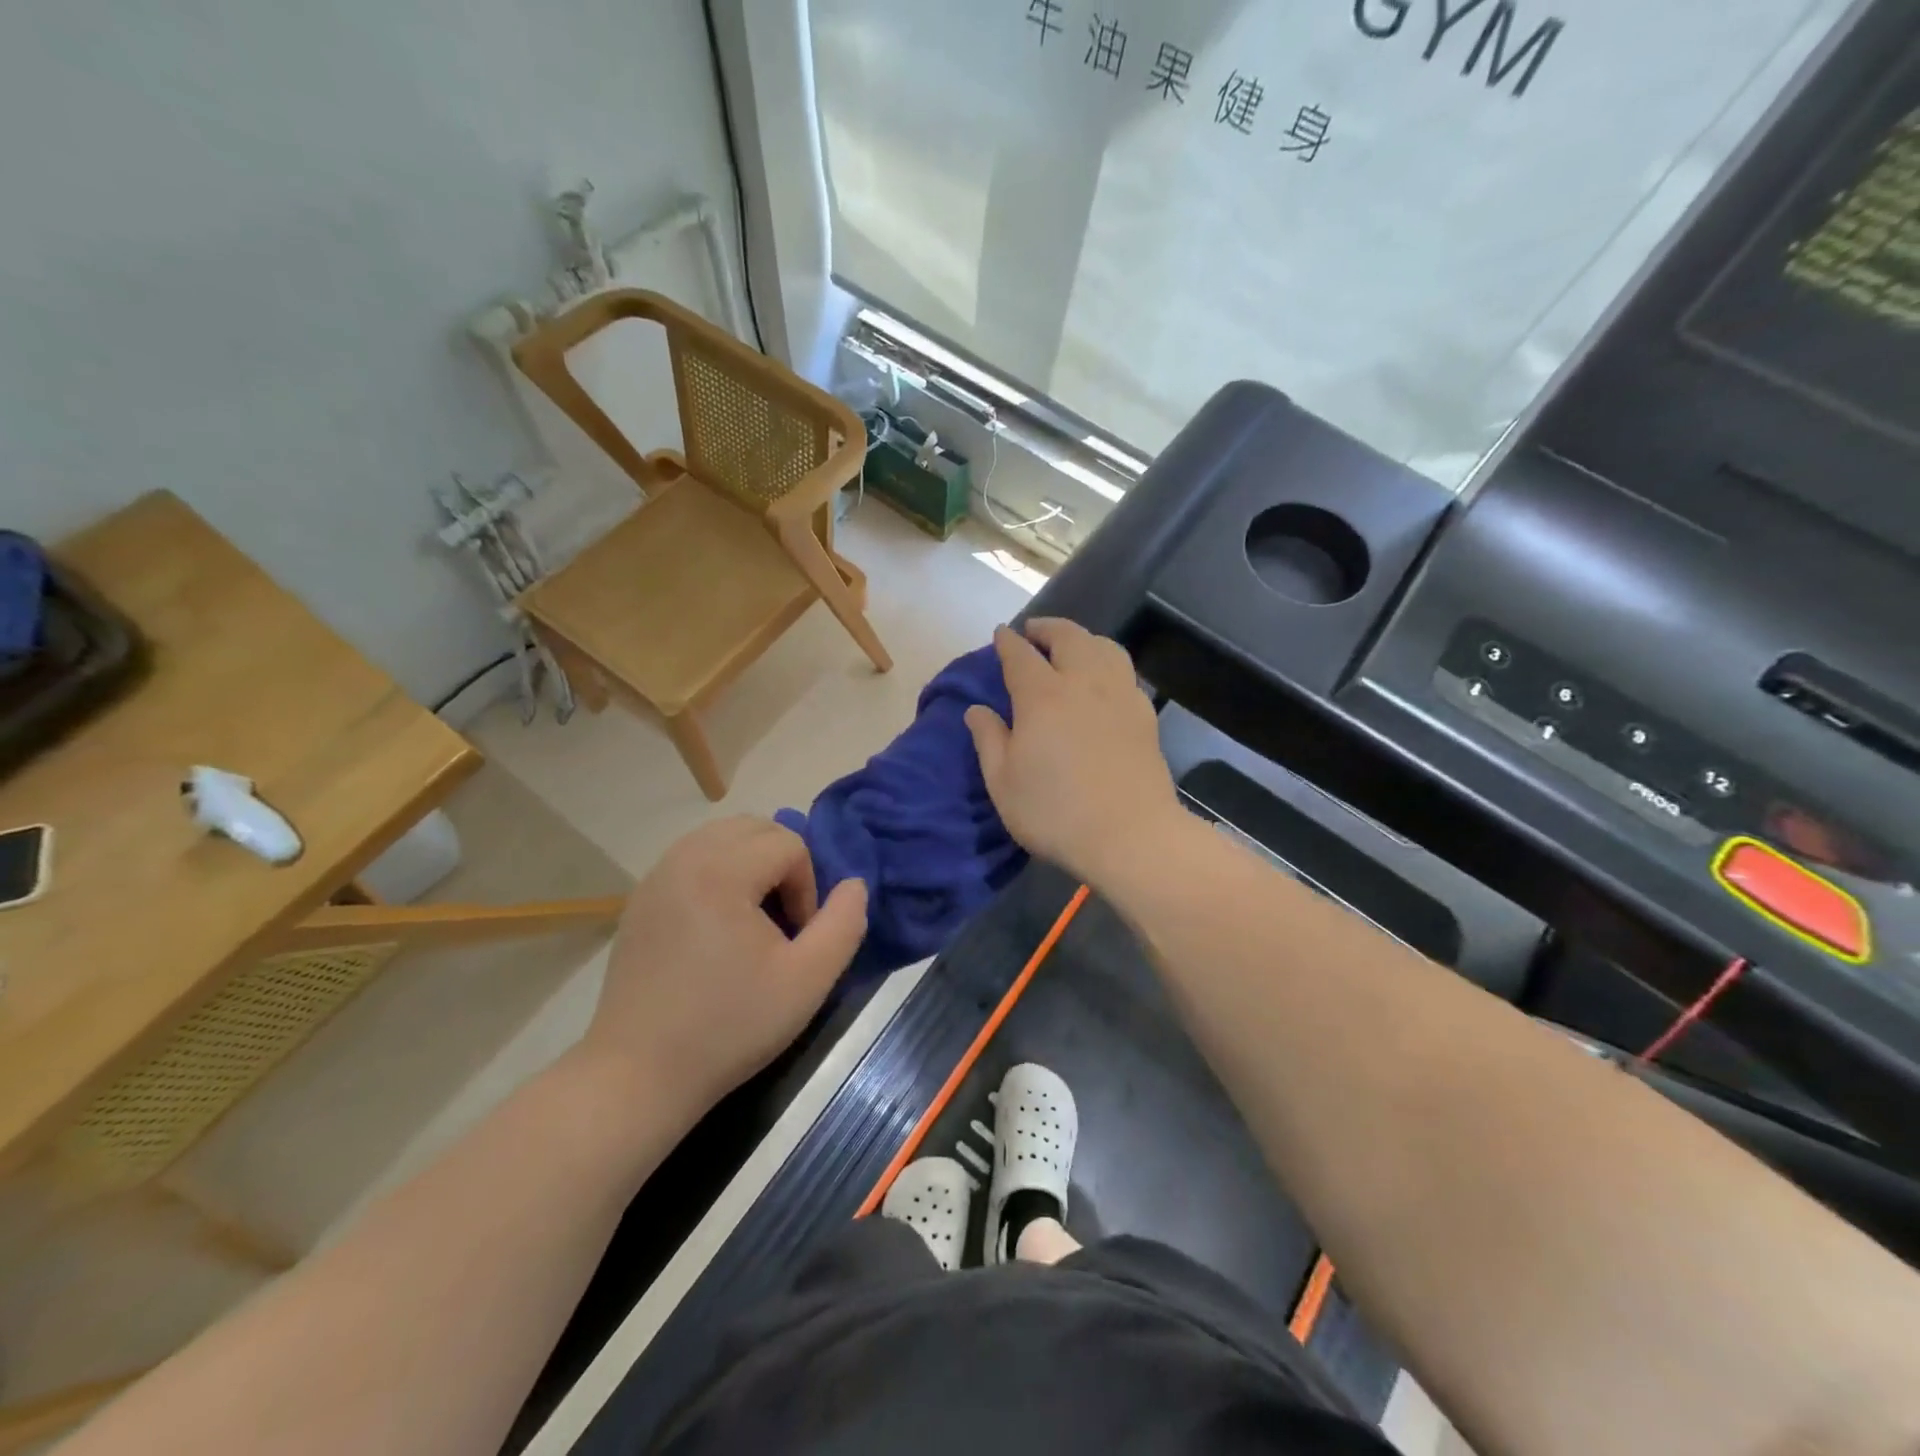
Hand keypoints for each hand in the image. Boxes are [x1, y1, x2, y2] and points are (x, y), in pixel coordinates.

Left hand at [578, 817, 867, 1115]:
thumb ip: (844, 924)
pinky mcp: (640, 898)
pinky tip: (718, 926)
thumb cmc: (729, 1026)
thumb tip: (854, 884)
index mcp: (722, 870)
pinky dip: (719, 872)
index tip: (796, 939)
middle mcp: (684, 857)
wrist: (638, 1074)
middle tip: (782, 919)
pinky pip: (693, 858)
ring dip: (751, 864)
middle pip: (755, 828)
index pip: (789, 844)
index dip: (807, 888)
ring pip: (722, 837)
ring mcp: (656, 876)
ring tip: (754, 918)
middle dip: (782, 863)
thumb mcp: (808, 980)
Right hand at [965, 620, 1182, 889]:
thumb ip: (988, 739)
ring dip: (1083, 639)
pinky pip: (1124, 671)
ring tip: (1071, 648)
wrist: (1130, 835)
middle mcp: (1083, 682)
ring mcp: (1120, 695)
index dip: (1008, 641)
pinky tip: (1103, 681)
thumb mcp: (1003, 782)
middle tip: (1034, 632)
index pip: (1020, 654)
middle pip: (1068, 637)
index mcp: (1042, 696)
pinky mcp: (1144, 714)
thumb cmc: (1055, 812)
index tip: (1001, 634)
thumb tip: (976, 709)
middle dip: (1047, 628)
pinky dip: (1107, 663)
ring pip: (1104, 647)